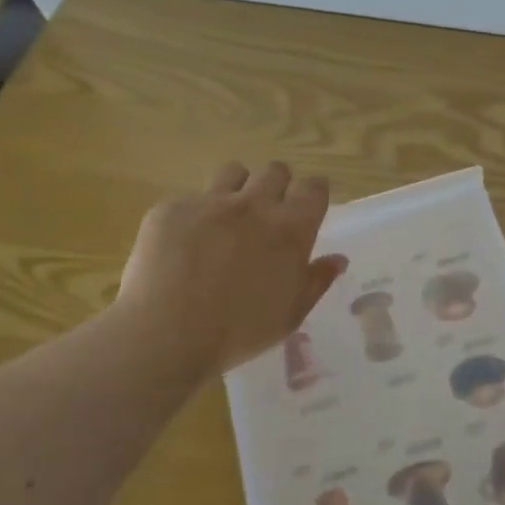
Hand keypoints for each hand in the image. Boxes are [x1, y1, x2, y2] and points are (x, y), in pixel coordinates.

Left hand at [114, 161, 347, 381]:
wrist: (167, 334)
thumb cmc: (240, 331)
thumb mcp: (291, 314)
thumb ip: (317, 281)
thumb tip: (337, 259)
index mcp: (290, 229)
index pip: (313, 188)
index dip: (314, 192)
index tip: (309, 204)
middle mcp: (254, 205)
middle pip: (275, 171)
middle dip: (277, 186)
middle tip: (268, 214)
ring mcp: (209, 202)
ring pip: (233, 172)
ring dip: (238, 188)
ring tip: (228, 218)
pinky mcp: (171, 208)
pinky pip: (190, 199)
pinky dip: (195, 215)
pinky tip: (185, 245)